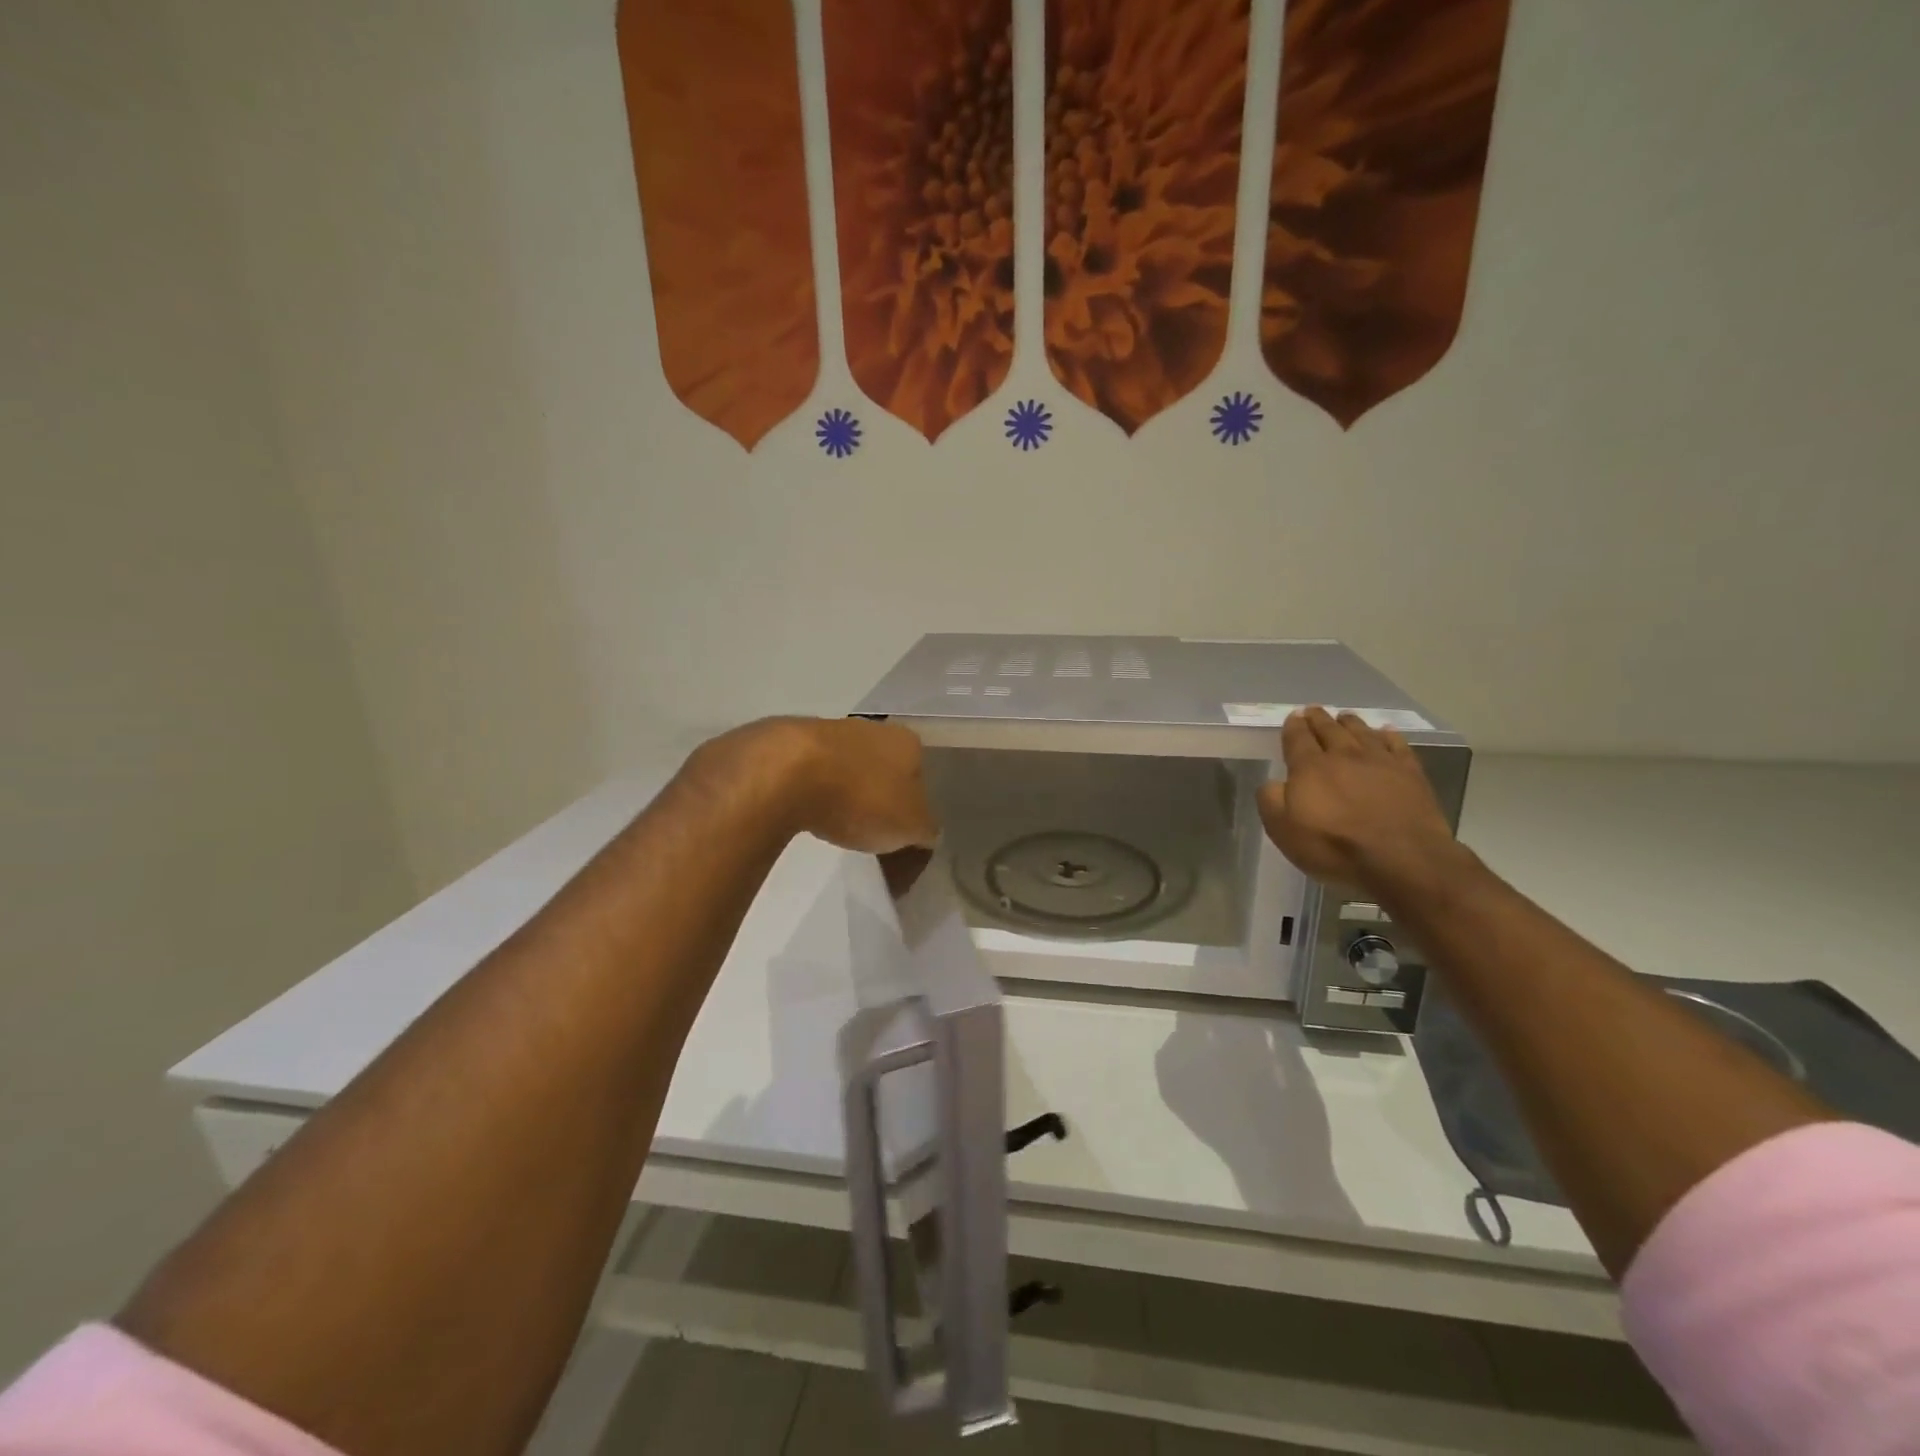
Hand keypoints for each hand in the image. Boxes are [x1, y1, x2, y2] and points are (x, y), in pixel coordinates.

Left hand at [692, 717, 937, 854]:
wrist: (785, 774)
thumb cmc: (861, 798)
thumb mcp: (910, 827)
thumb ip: (925, 829)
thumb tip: (926, 832)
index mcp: (907, 742)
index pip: (920, 775)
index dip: (913, 805)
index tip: (900, 832)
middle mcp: (872, 728)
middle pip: (882, 768)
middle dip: (877, 795)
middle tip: (869, 830)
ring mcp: (830, 731)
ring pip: (846, 766)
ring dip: (844, 791)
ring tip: (834, 824)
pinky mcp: (791, 742)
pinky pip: (812, 772)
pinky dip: (813, 790)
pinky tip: (805, 811)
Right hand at [1256, 706, 1462, 892]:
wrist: (1402, 859)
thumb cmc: (1335, 846)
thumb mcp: (1284, 830)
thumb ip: (1271, 800)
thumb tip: (1274, 783)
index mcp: (1310, 767)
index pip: (1297, 738)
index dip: (1293, 726)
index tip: (1292, 717)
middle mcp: (1344, 755)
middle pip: (1329, 729)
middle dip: (1318, 718)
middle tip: (1313, 710)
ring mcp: (1380, 761)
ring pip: (1361, 732)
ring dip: (1350, 722)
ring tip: (1344, 717)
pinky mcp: (1410, 773)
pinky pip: (1397, 745)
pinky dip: (1388, 735)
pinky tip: (1385, 732)